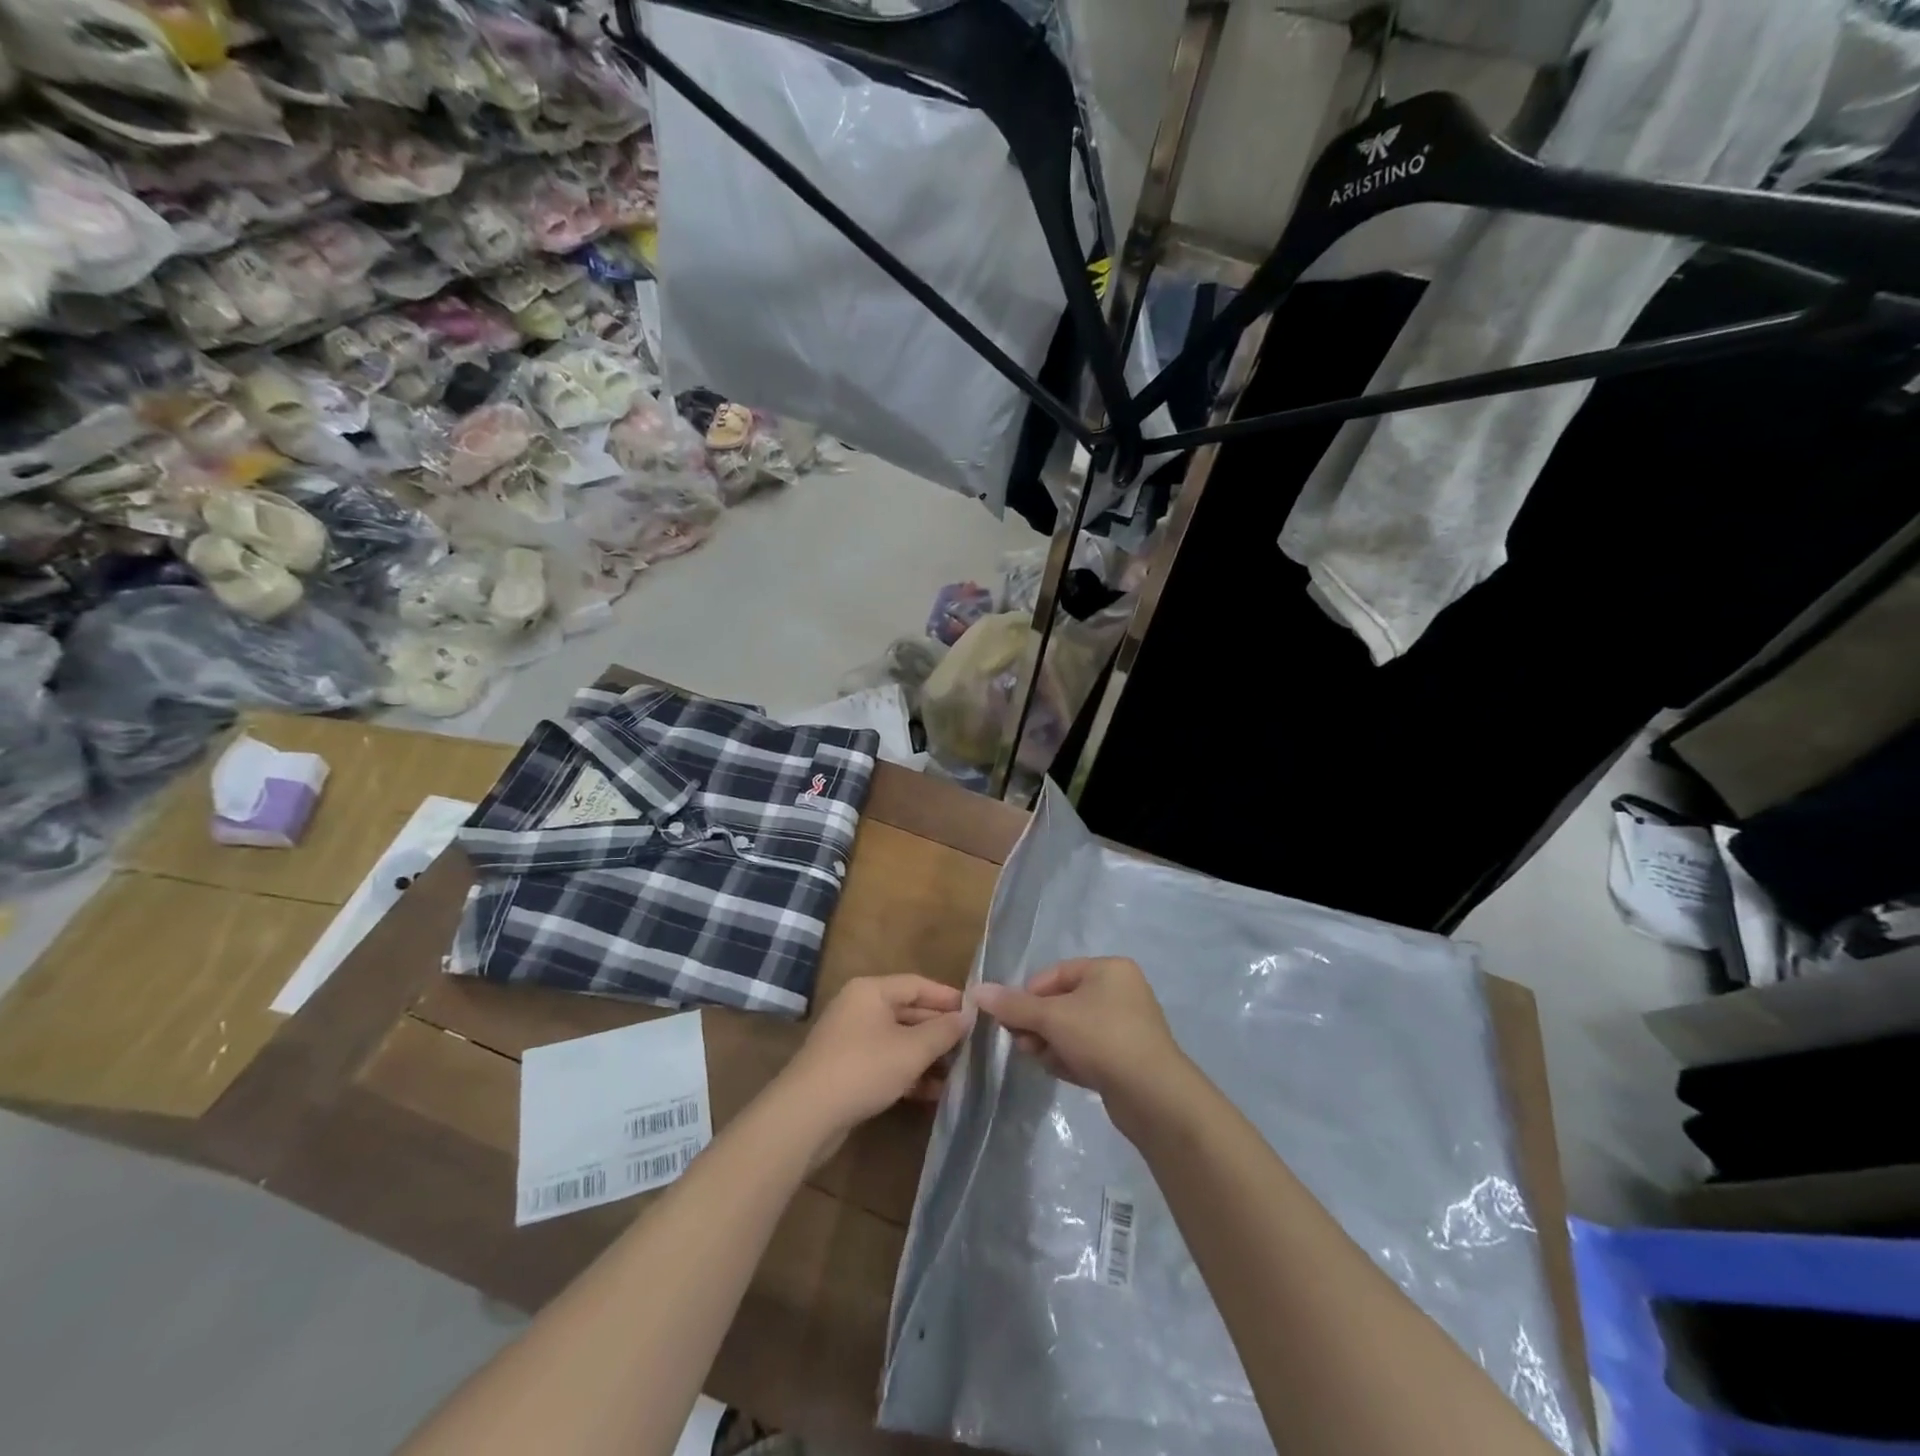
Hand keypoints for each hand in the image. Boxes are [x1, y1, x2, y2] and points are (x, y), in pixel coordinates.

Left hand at [777, 974, 972, 1150]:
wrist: (806, 1115)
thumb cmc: (863, 1068)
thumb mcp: (911, 1049)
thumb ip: (943, 1031)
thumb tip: (968, 1017)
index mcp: (871, 991)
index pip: (918, 985)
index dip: (948, 998)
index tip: (977, 1013)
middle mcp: (859, 1008)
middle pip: (908, 1012)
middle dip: (940, 1031)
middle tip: (973, 1046)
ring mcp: (851, 1039)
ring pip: (899, 1040)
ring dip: (927, 1056)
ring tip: (960, 1072)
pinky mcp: (847, 1069)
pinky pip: (886, 1062)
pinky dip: (909, 1073)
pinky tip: (934, 1092)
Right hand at [973, 958, 1188, 1120]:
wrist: (1154, 1097)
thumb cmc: (1103, 1039)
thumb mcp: (1052, 1018)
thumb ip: (1013, 1005)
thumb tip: (976, 990)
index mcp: (1109, 969)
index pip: (1055, 973)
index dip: (1028, 995)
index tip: (1009, 1019)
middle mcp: (1120, 991)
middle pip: (1062, 1002)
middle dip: (1037, 1023)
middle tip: (1021, 1043)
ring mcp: (1126, 1026)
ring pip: (1073, 1029)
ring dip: (1050, 1042)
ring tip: (1039, 1059)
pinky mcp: (1126, 1058)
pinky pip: (1088, 1050)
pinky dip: (1069, 1057)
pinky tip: (1059, 1071)